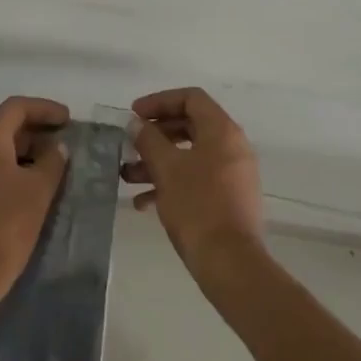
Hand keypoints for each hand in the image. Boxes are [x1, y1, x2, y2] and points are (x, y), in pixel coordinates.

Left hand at [0, 96, 69, 305]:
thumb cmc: (3, 227)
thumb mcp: (37, 192)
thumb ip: (52, 162)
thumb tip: (57, 146)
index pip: (16, 107)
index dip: (44, 108)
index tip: (68, 119)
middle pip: (4, 127)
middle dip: (35, 131)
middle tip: (63, 145)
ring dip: (24, 153)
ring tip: (50, 169)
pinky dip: (9, 171)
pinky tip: (27, 191)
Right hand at [126, 87, 264, 279]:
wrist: (230, 263)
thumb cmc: (197, 206)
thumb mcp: (166, 168)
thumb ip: (148, 139)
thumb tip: (136, 124)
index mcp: (222, 130)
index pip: (191, 98)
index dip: (159, 101)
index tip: (134, 115)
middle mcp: (232, 146)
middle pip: (190, 125)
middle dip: (155, 134)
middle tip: (130, 143)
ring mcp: (233, 173)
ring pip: (191, 155)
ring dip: (158, 161)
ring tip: (127, 176)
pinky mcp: (229, 198)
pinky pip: (198, 178)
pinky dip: (172, 182)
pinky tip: (143, 202)